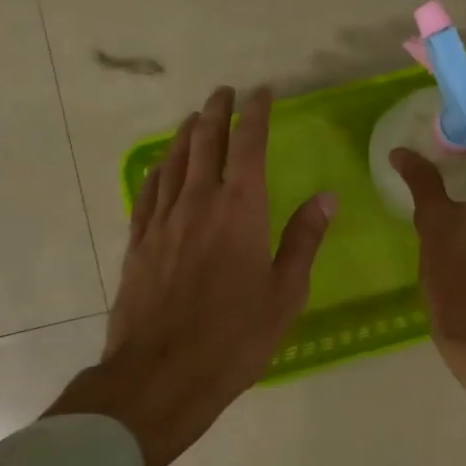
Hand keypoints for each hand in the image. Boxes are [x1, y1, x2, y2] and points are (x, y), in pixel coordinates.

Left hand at [53, 86, 334, 465]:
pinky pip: (147, 192)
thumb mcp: (285, 293)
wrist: (162, 374)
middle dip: (216, 111)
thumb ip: (304, 240)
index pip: (249, 145)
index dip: (256, 114)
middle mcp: (199, 202)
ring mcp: (163, 221)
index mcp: (241, 210)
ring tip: (194, 117)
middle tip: (223, 91)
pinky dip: (157, 170)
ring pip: (173, 162)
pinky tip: (159, 166)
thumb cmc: (235, 337)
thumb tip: (326, 197)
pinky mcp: (138, 242)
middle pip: (205, 142)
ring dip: (185, 134)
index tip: (261, 92)